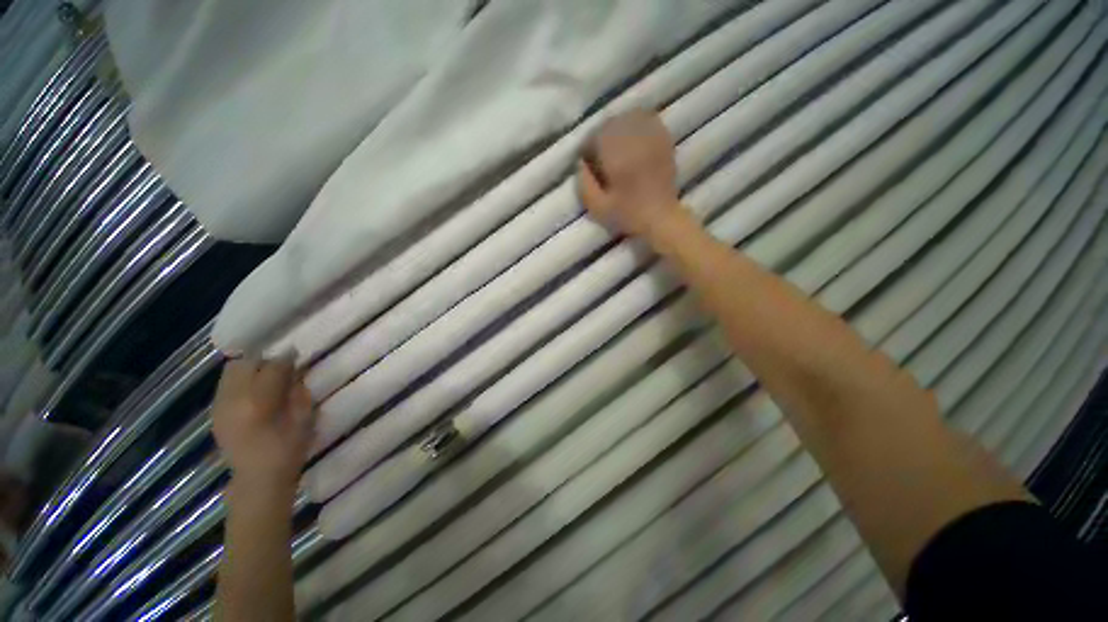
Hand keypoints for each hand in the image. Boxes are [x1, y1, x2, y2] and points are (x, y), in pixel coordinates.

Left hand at [212, 358, 314, 496]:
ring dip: (250, 369)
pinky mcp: (215, 413)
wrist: (257, 480)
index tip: (297, 355)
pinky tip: (254, 392)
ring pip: (231, 372)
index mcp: (259, 402)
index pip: (272, 367)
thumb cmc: (288, 450)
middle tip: (281, 368)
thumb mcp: (304, 419)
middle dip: (264, 361)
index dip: (287, 359)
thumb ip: (298, 391)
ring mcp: (220, 407)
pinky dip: (241, 382)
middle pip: (244, 364)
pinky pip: (226, 386)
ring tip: (266, 378)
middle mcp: (233, 400)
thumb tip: (296, 372)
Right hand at [577, 109, 683, 241]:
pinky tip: (633, 137)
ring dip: (618, 127)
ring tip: (615, 144)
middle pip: (612, 123)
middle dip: (602, 135)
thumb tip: (580, 163)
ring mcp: (652, 139)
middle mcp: (634, 142)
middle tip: (599, 151)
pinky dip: (637, 123)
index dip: (588, 146)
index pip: (596, 136)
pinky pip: (648, 120)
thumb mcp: (598, 207)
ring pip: (630, 117)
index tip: (587, 159)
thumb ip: (585, 184)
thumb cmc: (628, 214)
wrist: (661, 217)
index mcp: (617, 158)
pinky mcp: (663, 141)